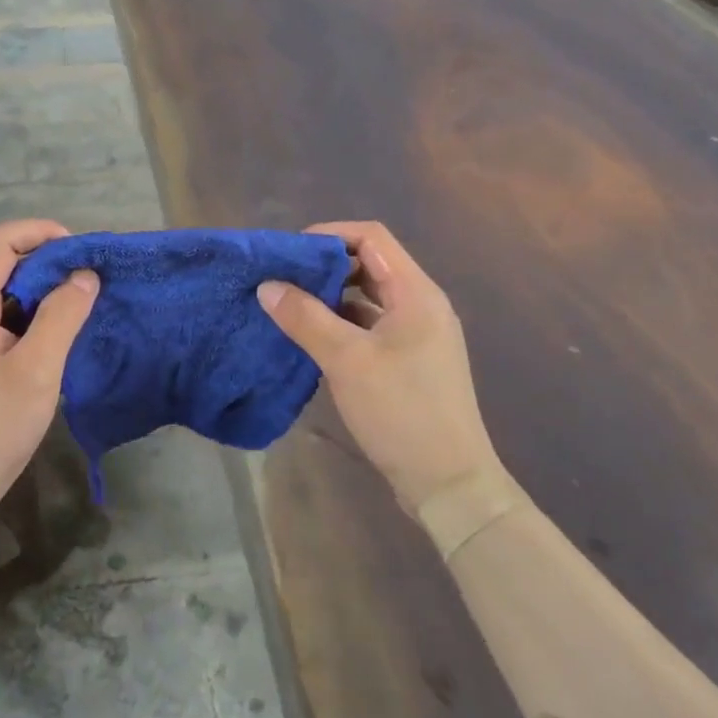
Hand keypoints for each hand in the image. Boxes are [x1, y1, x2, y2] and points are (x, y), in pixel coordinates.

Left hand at [0, 220, 98, 518]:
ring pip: (7, 294)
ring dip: (44, 291)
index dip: (38, 232)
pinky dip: (36, 317)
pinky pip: (7, 321)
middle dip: (47, 261)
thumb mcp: (37, 371)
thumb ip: (61, 318)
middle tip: (89, 279)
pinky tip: (61, 337)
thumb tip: (85, 275)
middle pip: (2, 265)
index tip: (79, 249)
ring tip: (82, 304)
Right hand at [257, 221, 502, 512]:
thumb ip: (305, 318)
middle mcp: (422, 305)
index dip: (330, 234)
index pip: (372, 238)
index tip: (290, 252)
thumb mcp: (347, 360)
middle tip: (283, 278)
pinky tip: (312, 338)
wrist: (449, 483)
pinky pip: (372, 327)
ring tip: (290, 305)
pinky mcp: (410, 362)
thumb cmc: (401, 411)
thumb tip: (267, 285)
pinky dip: (342, 324)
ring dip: (332, 297)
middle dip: (326, 266)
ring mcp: (418, 336)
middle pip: (371, 265)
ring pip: (369, 298)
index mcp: (417, 293)